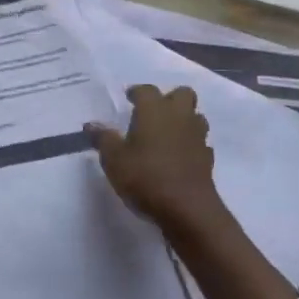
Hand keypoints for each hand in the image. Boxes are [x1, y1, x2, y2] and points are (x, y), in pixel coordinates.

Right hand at [87, 85, 237, 250]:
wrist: (187, 208)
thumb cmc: (145, 176)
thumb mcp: (114, 159)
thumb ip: (103, 139)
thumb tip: (91, 124)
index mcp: (154, 110)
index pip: (147, 90)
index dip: (137, 92)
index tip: (129, 98)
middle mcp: (179, 116)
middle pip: (182, 93)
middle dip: (169, 98)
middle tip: (153, 113)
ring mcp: (197, 136)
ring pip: (195, 116)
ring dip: (183, 120)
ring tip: (167, 133)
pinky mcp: (207, 158)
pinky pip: (200, 142)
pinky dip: (190, 144)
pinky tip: (179, 156)